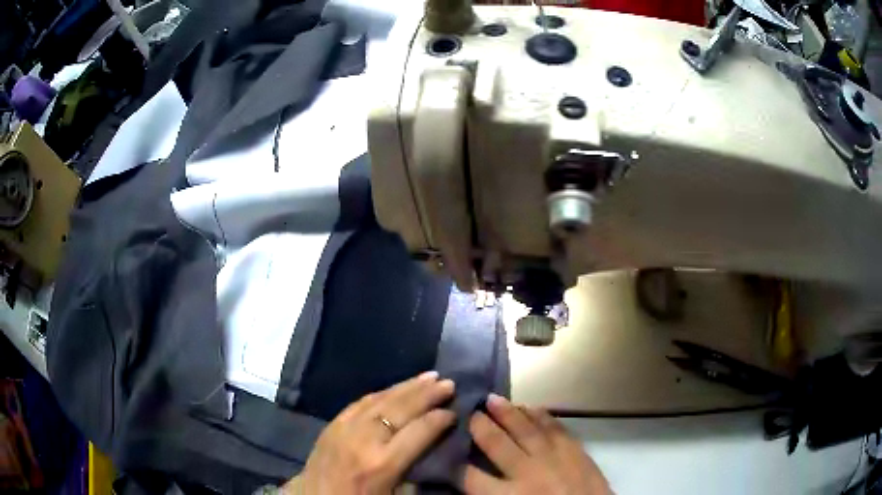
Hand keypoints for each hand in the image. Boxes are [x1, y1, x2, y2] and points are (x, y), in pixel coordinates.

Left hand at [284, 371, 455, 494]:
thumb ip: (415, 471)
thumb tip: (432, 446)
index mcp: (384, 463)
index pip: (419, 431)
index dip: (440, 419)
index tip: (454, 411)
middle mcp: (365, 439)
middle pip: (402, 409)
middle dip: (428, 394)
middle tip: (449, 382)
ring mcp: (346, 427)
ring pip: (381, 399)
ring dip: (407, 386)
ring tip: (430, 376)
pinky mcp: (333, 423)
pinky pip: (361, 401)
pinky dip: (382, 392)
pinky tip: (396, 388)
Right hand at [461, 394, 610, 494]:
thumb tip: (471, 479)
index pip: (471, 476)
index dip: (454, 463)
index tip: (446, 449)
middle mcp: (528, 472)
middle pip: (497, 443)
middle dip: (480, 426)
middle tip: (469, 410)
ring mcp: (554, 457)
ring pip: (526, 429)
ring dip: (508, 412)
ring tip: (493, 398)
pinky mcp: (576, 450)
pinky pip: (555, 427)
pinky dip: (542, 415)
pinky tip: (532, 406)